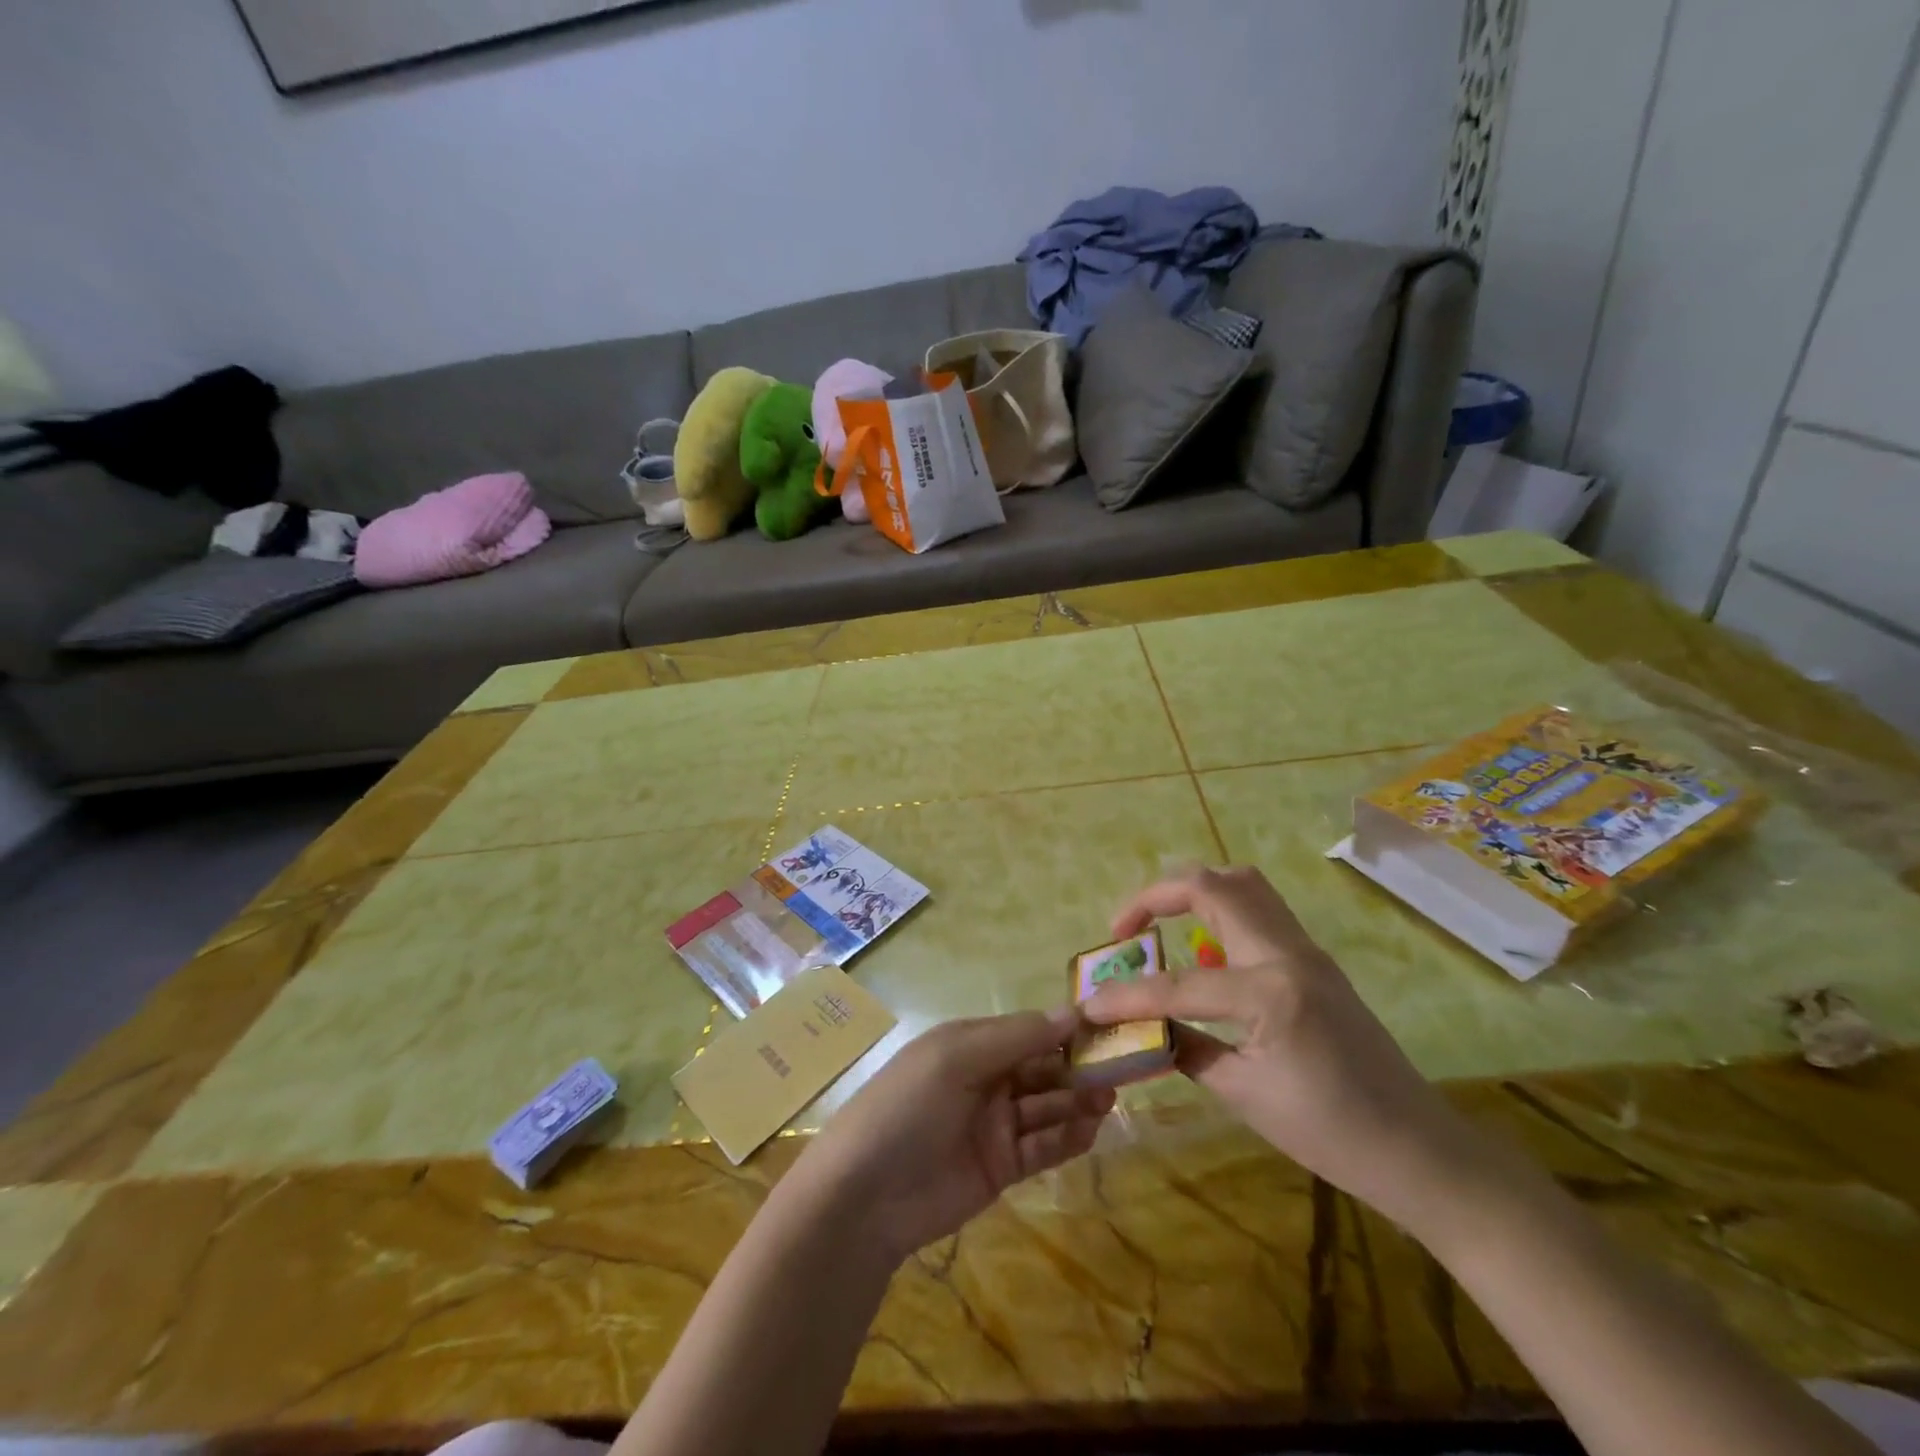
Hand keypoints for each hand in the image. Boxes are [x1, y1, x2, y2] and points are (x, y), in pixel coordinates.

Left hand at [796, 1009, 1113, 1264]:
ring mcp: (993, 1124)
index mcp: (970, 1044)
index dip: (1064, 1029)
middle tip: (1120, 1068)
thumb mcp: (956, 1059)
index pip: (1027, 1030)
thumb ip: (1016, 1037)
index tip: (1107, 1028)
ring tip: (1110, 1098)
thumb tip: (1072, 1012)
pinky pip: (1042, 1146)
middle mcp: (985, 1079)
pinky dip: (1068, 1137)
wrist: (863, 1197)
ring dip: (1077, 1100)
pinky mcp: (1001, 1167)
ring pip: (1047, 1105)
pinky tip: (1092, 1129)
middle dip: (1077, 1066)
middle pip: (1042, 1067)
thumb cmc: (906, 1107)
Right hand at [1083, 866, 1483, 1227]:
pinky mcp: (1314, 959)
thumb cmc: (1331, 1135)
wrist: (1419, 1149)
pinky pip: (1259, 909)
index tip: (1090, 1004)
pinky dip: (1220, 911)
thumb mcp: (1245, 1096)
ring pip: (1241, 883)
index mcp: (1270, 993)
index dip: (1127, 995)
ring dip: (1192, 891)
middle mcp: (1288, 953)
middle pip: (1212, 885)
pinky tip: (1203, 951)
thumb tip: (1143, 1029)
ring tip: (1160, 926)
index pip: (1179, 984)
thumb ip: (1186, 1049)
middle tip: (1125, 929)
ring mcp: (1306, 950)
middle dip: (1156, 896)